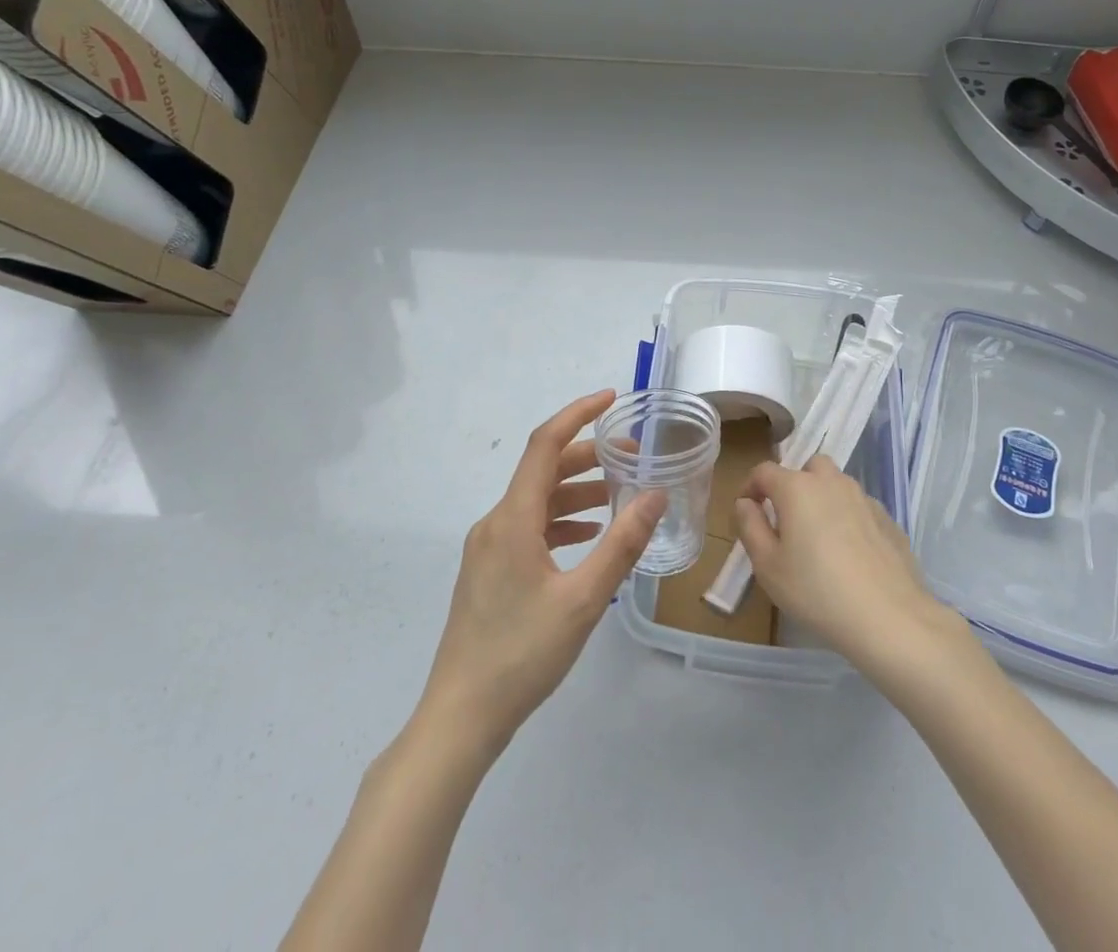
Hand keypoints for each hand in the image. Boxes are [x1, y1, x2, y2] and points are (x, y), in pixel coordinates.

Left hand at [420, 390, 664, 752]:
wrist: (461, 718)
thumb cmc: (522, 654)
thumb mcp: (584, 599)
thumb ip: (623, 543)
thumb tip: (656, 494)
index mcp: (512, 518)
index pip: (544, 444)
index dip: (577, 414)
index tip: (612, 400)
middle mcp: (496, 522)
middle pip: (543, 470)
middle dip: (589, 456)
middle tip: (634, 458)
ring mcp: (488, 547)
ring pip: (538, 500)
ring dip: (578, 491)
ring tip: (621, 496)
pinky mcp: (489, 571)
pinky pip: (529, 527)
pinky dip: (562, 520)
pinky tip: (589, 537)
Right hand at [733, 454, 955, 670]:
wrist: (889, 617)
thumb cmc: (816, 591)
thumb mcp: (767, 566)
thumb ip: (750, 527)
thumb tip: (745, 503)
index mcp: (797, 488)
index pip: (764, 471)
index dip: (750, 487)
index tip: (747, 512)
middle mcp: (831, 482)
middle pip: (807, 468)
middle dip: (793, 485)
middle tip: (787, 520)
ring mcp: (864, 498)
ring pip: (836, 485)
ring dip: (822, 499)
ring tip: (818, 538)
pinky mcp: (888, 519)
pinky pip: (859, 507)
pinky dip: (848, 518)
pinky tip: (849, 554)